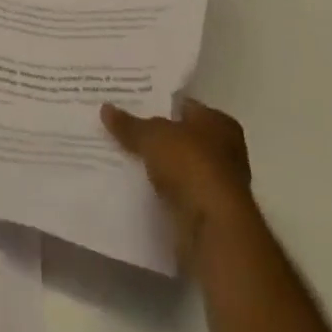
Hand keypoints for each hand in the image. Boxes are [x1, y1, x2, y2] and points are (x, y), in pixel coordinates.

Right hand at [102, 99, 253, 264]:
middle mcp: (225, 150)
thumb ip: (129, 124)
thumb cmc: (190, 165)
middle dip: (155, 136)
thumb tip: (105, 108)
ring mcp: (218, 182)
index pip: (184, 106)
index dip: (157, 104)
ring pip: (178, 166)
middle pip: (181, 137)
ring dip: (157, 166)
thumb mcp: (151, 135)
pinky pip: (177, 192)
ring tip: (121, 157)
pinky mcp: (208, 210)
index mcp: (219, 123)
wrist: (213, 226)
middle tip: (120, 130)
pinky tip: (136, 185)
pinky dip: (161, 190)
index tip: (130, 106)